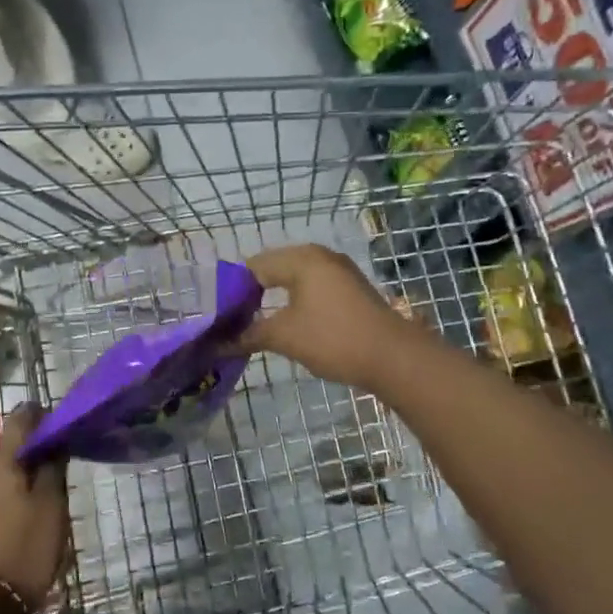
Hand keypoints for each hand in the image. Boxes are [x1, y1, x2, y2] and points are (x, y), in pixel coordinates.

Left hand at [0, 406, 70, 613]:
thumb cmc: (26, 547)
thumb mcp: (51, 505)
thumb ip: (54, 467)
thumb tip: (56, 440)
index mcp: (2, 463)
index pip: (19, 419)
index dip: (42, 414)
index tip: (65, 421)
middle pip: (14, 445)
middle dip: (41, 445)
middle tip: (70, 454)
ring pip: (11, 469)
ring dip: (34, 469)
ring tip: (60, 482)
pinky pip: (5, 490)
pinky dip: (24, 489)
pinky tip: (42, 505)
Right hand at [238, 244, 422, 392]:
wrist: (394, 358)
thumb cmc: (333, 339)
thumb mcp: (284, 337)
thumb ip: (249, 335)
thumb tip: (218, 344)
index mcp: (301, 258)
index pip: (253, 266)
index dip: (233, 290)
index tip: (220, 316)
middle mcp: (319, 256)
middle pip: (273, 269)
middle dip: (252, 293)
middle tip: (234, 320)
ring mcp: (338, 271)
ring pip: (294, 279)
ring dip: (274, 299)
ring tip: (255, 324)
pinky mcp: (350, 289)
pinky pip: (312, 287)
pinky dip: (295, 302)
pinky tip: (287, 323)